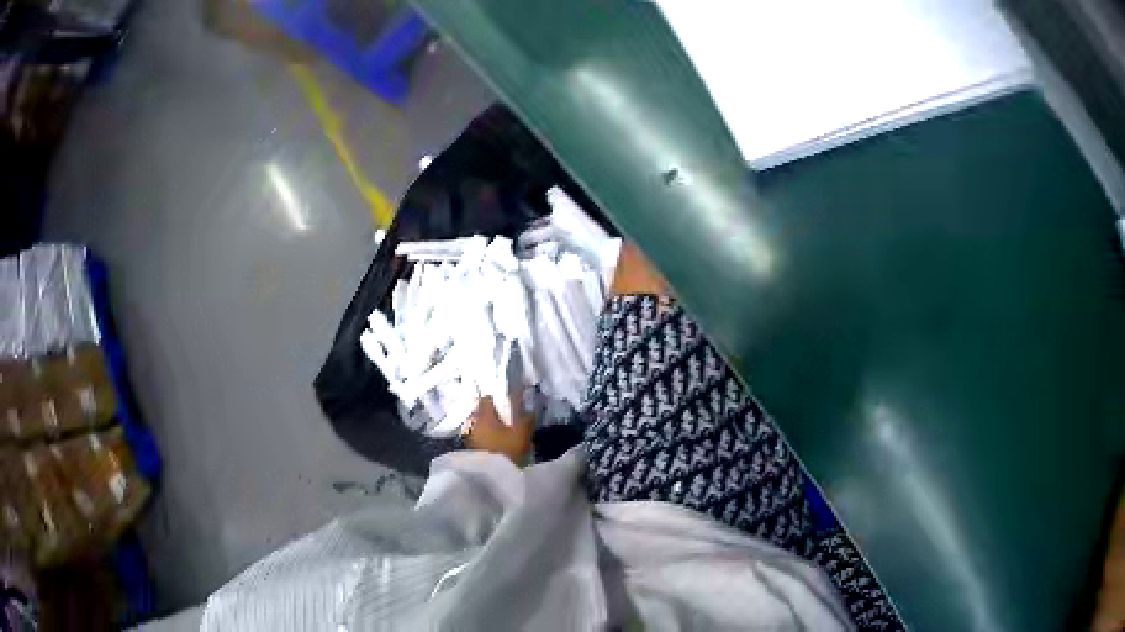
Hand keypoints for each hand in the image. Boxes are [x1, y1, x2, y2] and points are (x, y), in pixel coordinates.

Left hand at [464, 396, 532, 464]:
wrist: (491, 479)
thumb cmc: (506, 451)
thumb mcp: (522, 434)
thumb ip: (526, 419)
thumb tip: (529, 411)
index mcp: (484, 416)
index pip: (488, 398)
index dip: (499, 398)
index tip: (510, 403)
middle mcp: (473, 424)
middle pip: (484, 413)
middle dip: (496, 415)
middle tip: (511, 420)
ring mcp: (471, 439)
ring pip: (483, 427)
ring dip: (493, 429)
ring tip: (507, 436)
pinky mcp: (472, 452)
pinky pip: (481, 439)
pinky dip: (490, 440)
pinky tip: (500, 447)